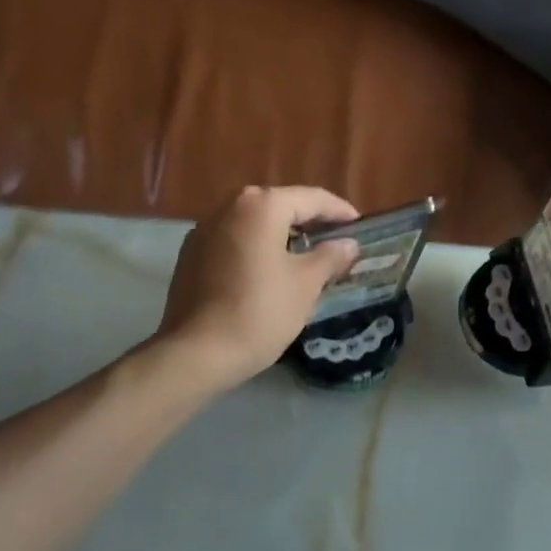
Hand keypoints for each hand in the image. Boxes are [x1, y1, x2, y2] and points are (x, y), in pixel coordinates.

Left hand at [154, 186, 361, 392]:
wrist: (197, 352)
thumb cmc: (260, 312)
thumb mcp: (305, 284)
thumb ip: (330, 257)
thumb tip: (347, 244)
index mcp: (260, 206)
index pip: (311, 198)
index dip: (339, 211)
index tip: (359, 227)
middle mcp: (228, 207)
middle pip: (279, 207)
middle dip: (309, 223)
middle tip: (334, 243)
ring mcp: (204, 230)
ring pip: (253, 225)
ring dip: (280, 237)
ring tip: (305, 258)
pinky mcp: (190, 255)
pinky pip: (233, 242)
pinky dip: (255, 250)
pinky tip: (268, 273)